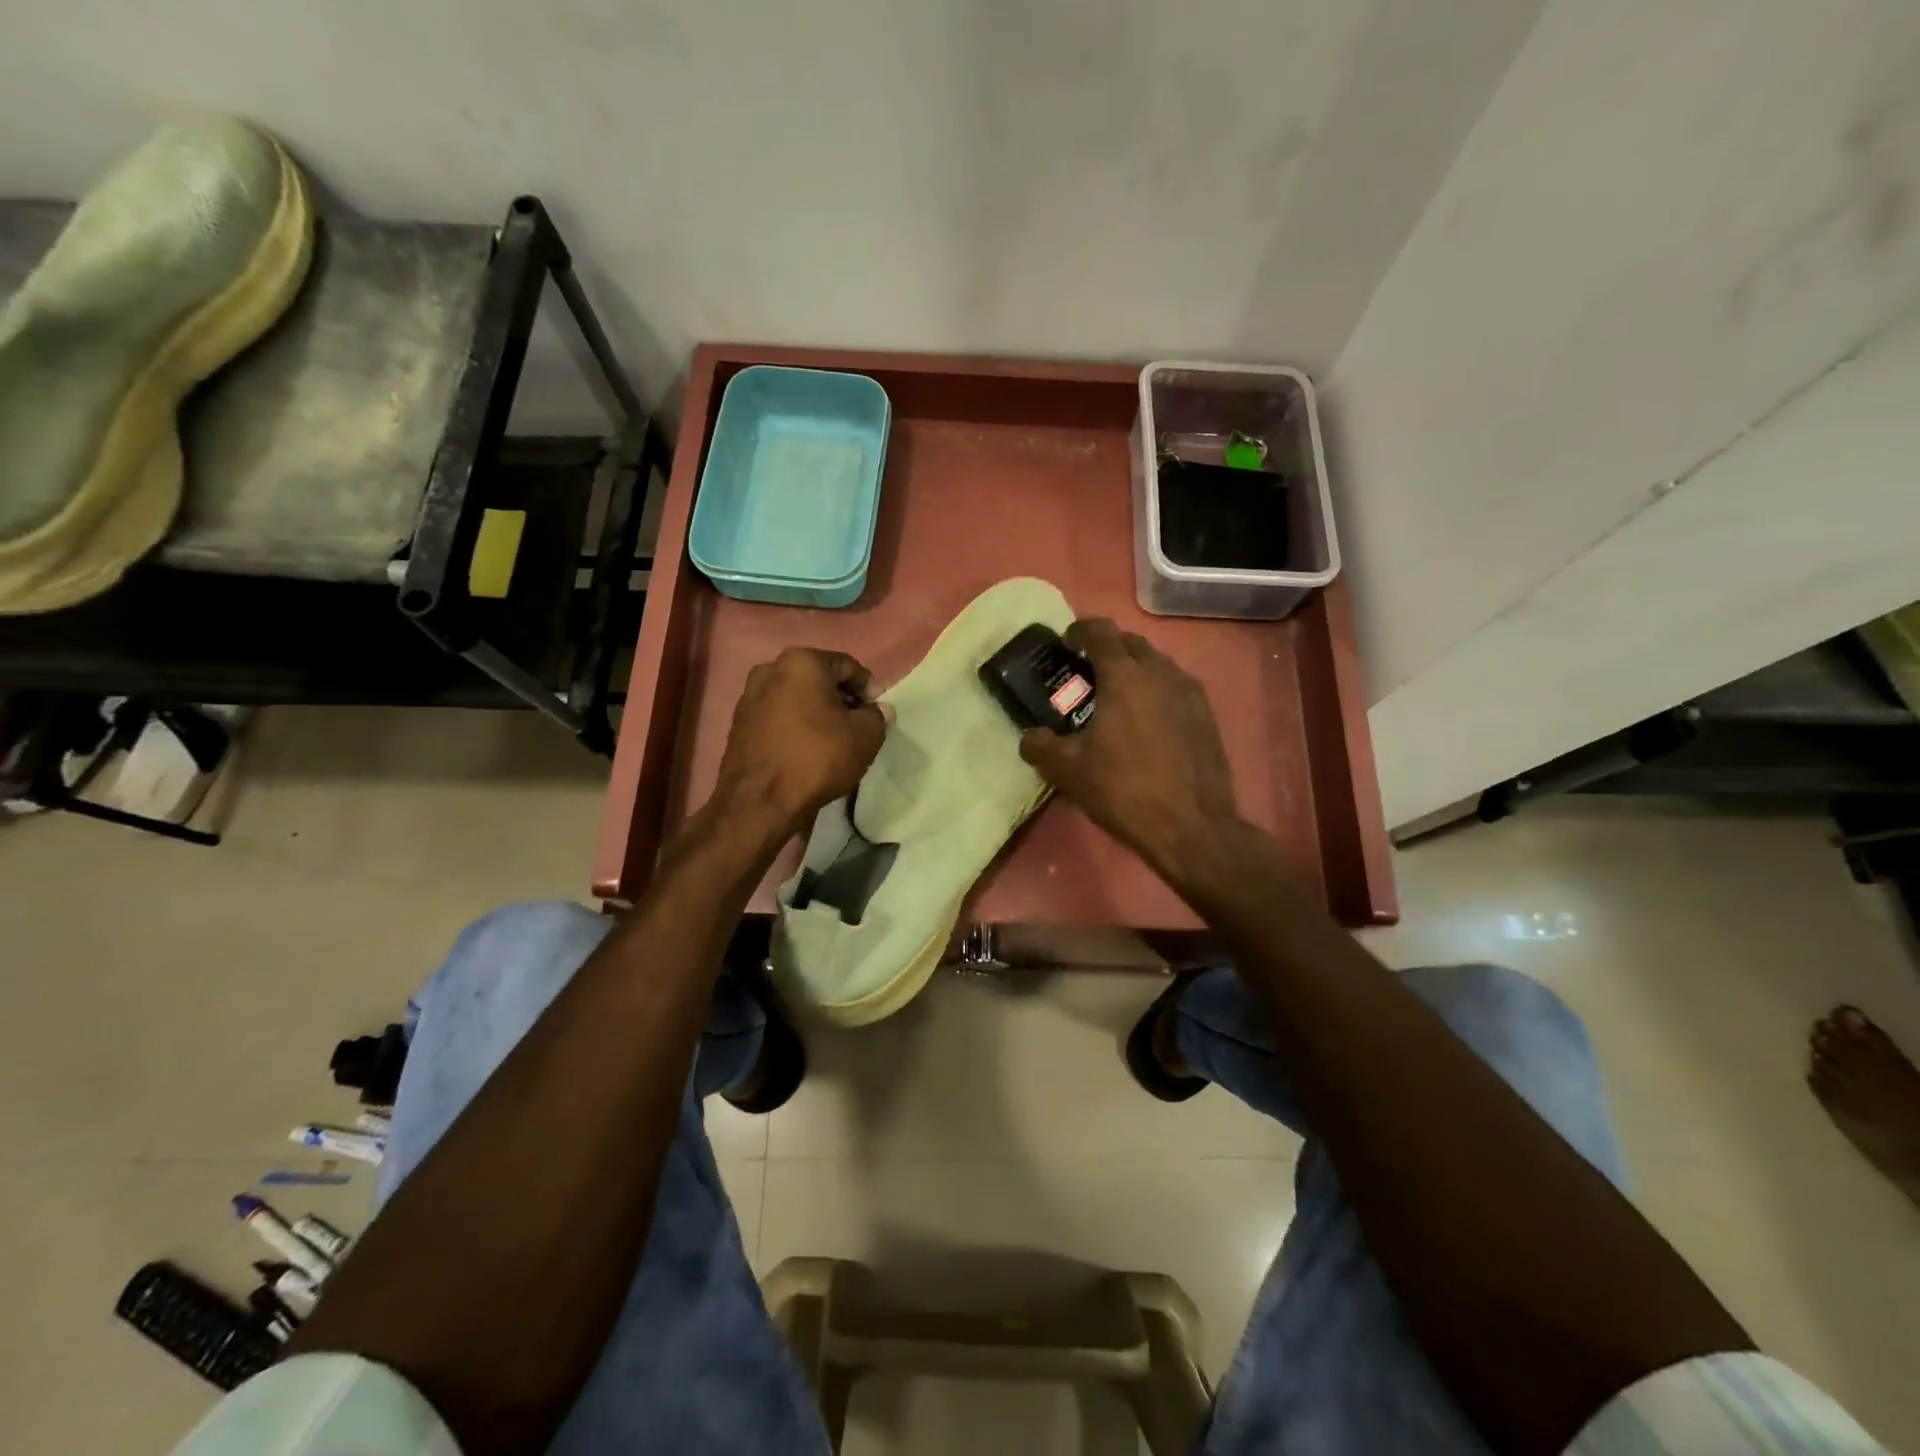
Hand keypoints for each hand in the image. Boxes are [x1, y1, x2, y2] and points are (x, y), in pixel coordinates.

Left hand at [714, 648, 889, 837]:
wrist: (760, 801)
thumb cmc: (817, 758)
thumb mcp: (865, 736)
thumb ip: (877, 716)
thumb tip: (876, 710)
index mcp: (802, 662)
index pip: (848, 666)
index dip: (869, 688)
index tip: (879, 712)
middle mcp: (770, 669)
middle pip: (819, 679)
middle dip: (842, 699)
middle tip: (860, 724)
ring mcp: (749, 696)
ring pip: (797, 697)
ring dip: (818, 712)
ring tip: (834, 739)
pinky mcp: (739, 723)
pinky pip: (779, 716)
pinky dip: (796, 725)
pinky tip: (808, 749)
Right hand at [1019, 619, 1238, 874]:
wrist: (1192, 826)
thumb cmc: (1124, 790)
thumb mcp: (1068, 772)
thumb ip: (1040, 746)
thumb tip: (1030, 737)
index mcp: (1125, 676)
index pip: (1101, 631)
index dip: (1080, 631)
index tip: (1067, 644)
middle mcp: (1160, 672)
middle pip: (1131, 643)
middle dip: (1108, 650)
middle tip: (1087, 675)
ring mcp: (1189, 692)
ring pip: (1157, 665)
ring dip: (1134, 670)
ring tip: (1117, 699)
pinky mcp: (1207, 715)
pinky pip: (1175, 688)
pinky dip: (1156, 691)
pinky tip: (1147, 723)